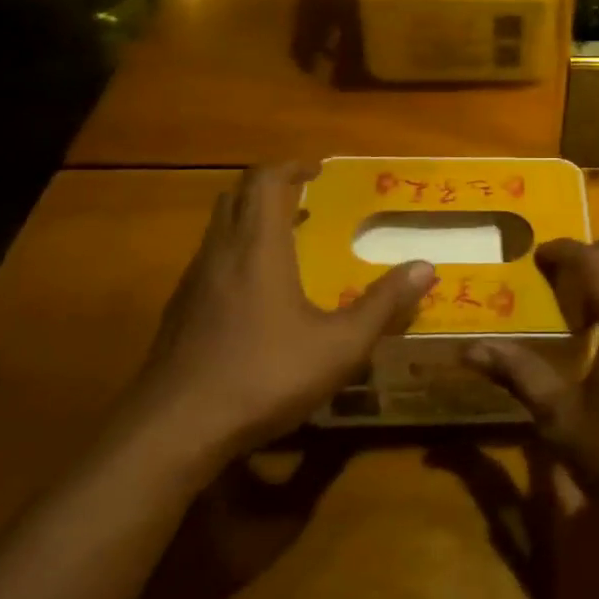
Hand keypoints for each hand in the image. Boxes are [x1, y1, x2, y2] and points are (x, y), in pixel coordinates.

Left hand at [127, 163, 432, 468]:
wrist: (172, 432)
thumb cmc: (263, 376)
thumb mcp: (340, 346)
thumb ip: (384, 304)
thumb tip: (426, 267)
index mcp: (258, 247)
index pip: (265, 180)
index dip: (292, 166)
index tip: (318, 171)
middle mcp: (220, 253)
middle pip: (237, 196)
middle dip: (271, 187)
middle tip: (306, 198)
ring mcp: (193, 283)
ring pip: (219, 228)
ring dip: (252, 220)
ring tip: (289, 240)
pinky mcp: (179, 313)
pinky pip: (210, 261)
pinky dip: (236, 254)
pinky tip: (259, 294)